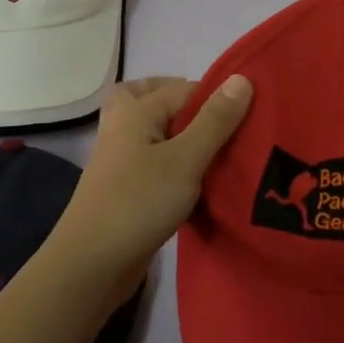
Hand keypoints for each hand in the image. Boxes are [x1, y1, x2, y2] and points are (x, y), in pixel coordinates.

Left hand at [42, 75, 253, 305]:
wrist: (92, 264)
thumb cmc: (139, 203)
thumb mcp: (186, 159)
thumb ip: (215, 121)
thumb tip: (242, 77)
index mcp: (135, 111)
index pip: (184, 88)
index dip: (217, 97)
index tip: (251, 116)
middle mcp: (123, 127)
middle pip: (150, 97)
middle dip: (183, 103)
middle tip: (216, 120)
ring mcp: (120, 159)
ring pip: (152, 132)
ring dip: (178, 135)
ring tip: (213, 150)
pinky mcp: (124, 187)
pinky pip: (152, 161)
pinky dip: (171, 162)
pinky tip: (197, 181)